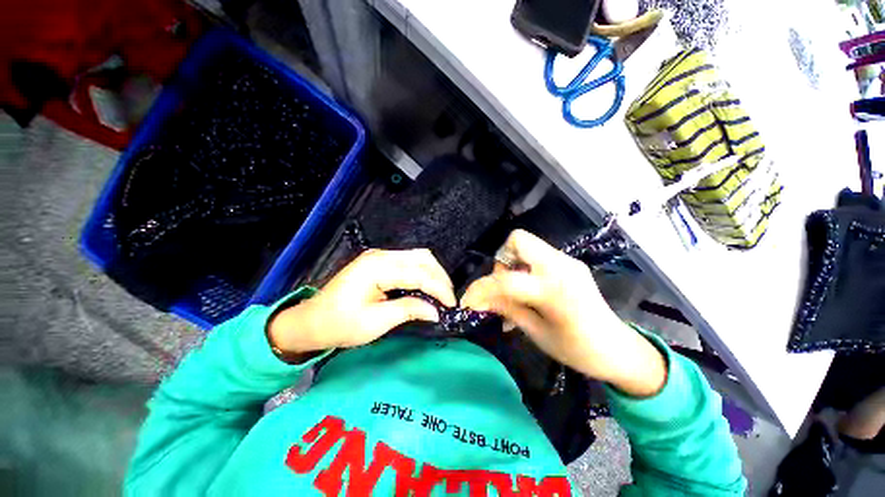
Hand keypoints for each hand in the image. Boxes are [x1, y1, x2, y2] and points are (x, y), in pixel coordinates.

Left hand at [268, 249, 455, 358]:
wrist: (312, 321)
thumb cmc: (340, 324)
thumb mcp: (375, 322)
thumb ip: (408, 310)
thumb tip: (436, 311)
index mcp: (376, 268)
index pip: (418, 273)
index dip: (438, 288)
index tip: (452, 305)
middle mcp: (381, 255)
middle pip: (422, 258)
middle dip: (440, 278)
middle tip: (449, 300)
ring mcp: (380, 256)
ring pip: (418, 257)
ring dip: (433, 273)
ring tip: (441, 293)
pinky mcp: (380, 262)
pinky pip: (409, 262)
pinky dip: (423, 273)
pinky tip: (427, 286)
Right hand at [461, 230, 666, 396]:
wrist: (619, 349)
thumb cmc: (577, 350)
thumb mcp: (536, 333)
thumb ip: (506, 309)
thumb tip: (478, 301)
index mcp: (554, 290)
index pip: (505, 279)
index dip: (481, 288)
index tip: (468, 300)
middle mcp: (560, 266)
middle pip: (518, 240)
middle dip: (501, 260)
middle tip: (501, 285)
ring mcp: (567, 261)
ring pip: (527, 245)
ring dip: (512, 265)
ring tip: (514, 292)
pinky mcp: (570, 263)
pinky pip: (538, 256)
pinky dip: (525, 269)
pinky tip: (528, 292)